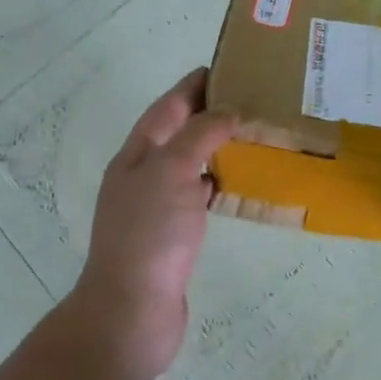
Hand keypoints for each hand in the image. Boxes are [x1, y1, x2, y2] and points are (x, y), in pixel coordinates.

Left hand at [68, 68, 237, 379]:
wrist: (131, 312)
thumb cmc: (149, 234)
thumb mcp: (172, 171)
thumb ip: (200, 135)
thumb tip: (227, 111)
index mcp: (136, 155)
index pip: (167, 107)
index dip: (192, 86)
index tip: (226, 67)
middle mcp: (143, 176)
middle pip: (177, 133)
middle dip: (207, 113)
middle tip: (248, 100)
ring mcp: (156, 208)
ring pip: (189, 164)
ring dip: (214, 147)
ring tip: (250, 135)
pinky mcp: (172, 236)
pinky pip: (198, 195)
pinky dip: (217, 182)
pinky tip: (238, 183)